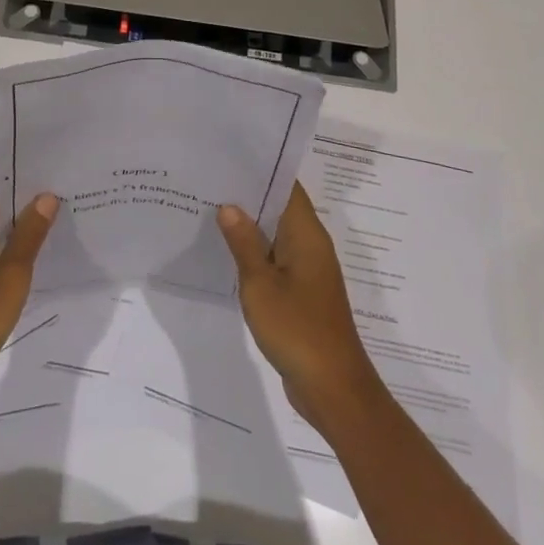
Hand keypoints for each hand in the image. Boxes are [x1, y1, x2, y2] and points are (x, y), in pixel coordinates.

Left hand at [0, 167, 57, 422]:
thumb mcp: (11, 275)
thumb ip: (29, 234)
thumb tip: (46, 196)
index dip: (18, 160)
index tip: (50, 151)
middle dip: (25, 186)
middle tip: (64, 175)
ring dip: (20, 214)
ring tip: (60, 204)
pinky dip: (12, 240)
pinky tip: (40, 245)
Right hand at [218, 183, 382, 432]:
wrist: (332, 388)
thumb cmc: (297, 329)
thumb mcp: (260, 285)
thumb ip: (244, 243)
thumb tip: (229, 206)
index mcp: (307, 234)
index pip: (288, 187)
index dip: (263, 168)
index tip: (231, 156)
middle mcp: (312, 245)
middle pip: (281, 208)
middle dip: (250, 195)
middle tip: (211, 181)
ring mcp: (309, 270)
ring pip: (277, 235)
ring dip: (251, 225)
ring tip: (211, 209)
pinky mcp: (303, 292)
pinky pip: (277, 260)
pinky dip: (256, 252)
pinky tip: (228, 253)